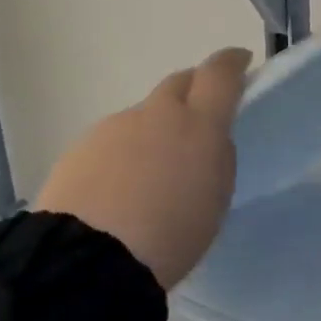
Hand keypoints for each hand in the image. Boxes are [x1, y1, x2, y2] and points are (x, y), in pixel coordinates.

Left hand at [35, 47, 252, 288]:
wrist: (89, 259)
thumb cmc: (171, 235)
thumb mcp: (216, 201)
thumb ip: (218, 160)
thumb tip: (208, 142)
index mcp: (198, 124)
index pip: (220, 74)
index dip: (232, 63)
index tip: (240, 61)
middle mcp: (156, 114)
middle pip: (178, 84)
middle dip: (193, 91)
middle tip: (199, 118)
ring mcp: (114, 127)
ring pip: (144, 116)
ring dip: (155, 130)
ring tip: (153, 173)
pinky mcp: (80, 148)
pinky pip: (114, 140)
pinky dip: (125, 153)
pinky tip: (120, 189)